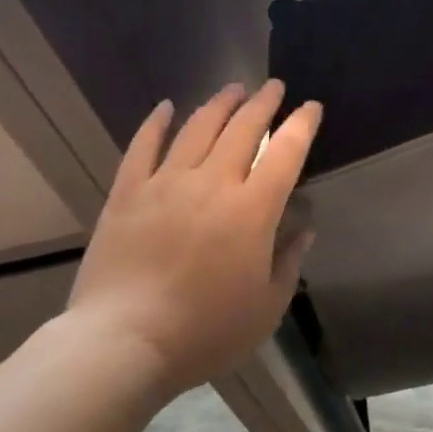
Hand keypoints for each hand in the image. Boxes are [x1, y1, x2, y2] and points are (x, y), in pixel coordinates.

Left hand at [64, 80, 321, 400]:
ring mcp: (166, 184)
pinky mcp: (127, 195)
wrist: (121, 345)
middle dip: (263, 102)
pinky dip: (155, 123)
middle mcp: (213, 184)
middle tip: (273, 86)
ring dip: (219, 104)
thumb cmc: (204, 331)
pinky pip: (142, 147)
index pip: (285, 151)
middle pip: (243, 128)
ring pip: (198, 128)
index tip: (310, 108)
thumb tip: (305, 227)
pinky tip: (165, 107)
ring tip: (233, 88)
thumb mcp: (266, 307)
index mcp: (253, 209)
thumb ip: (290, 261)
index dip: (301, 124)